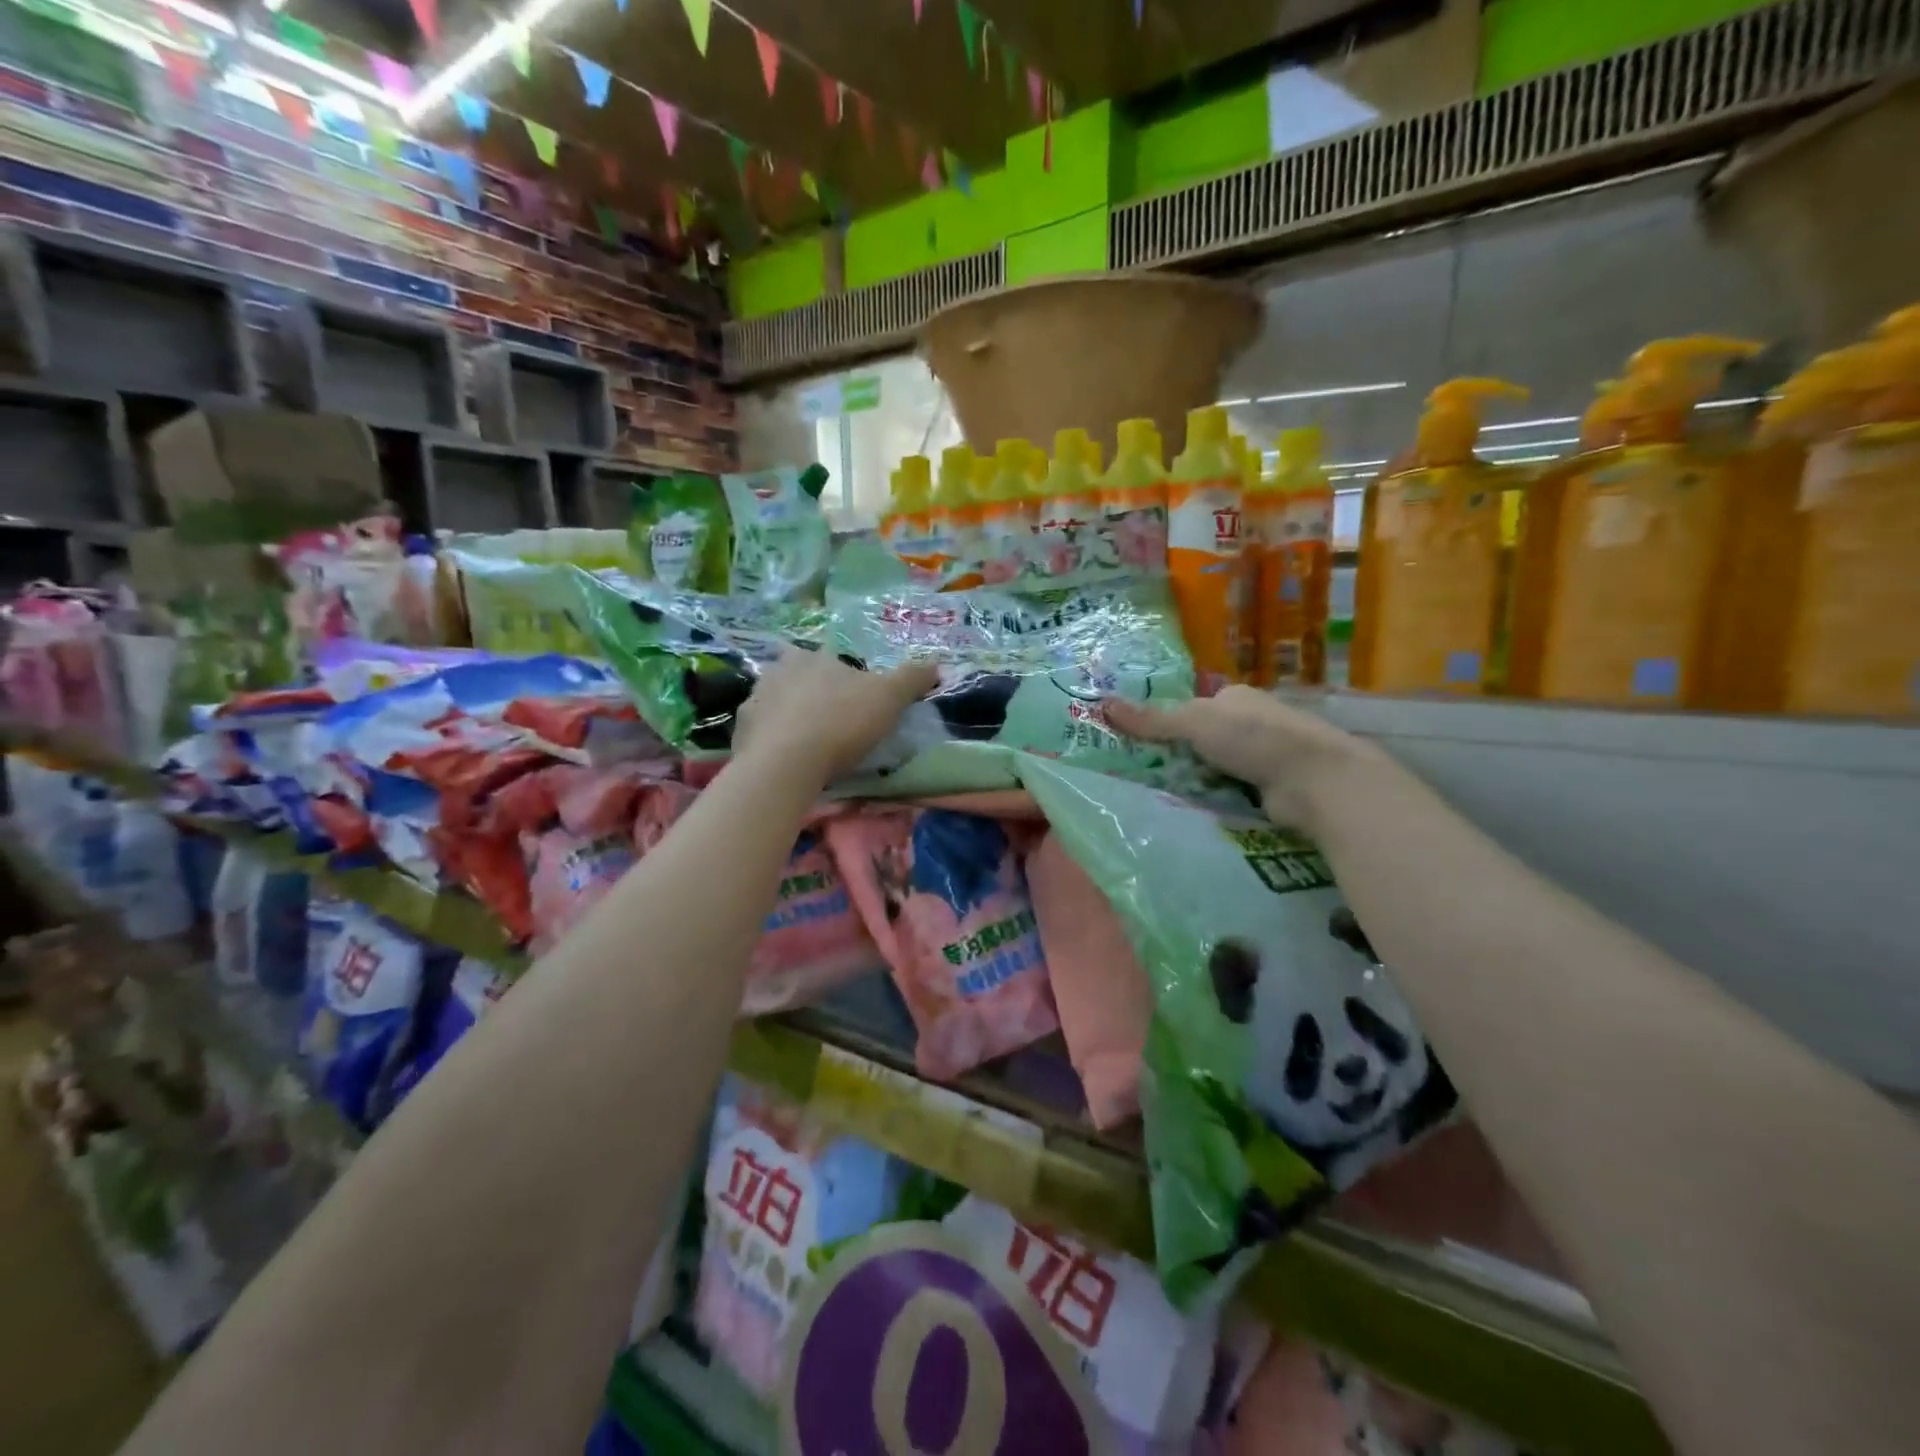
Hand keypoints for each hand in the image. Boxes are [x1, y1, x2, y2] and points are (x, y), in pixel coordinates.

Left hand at [734, 648, 941, 783]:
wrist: (785, 764)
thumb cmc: (840, 722)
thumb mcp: (889, 698)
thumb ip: (912, 678)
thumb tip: (935, 663)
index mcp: (812, 657)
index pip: (830, 659)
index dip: (844, 678)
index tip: (856, 701)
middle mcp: (776, 671)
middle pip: (798, 677)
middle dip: (812, 694)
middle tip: (832, 721)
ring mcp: (753, 701)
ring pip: (776, 704)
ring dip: (790, 717)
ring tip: (809, 744)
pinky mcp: (739, 733)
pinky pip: (761, 733)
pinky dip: (773, 742)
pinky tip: (787, 760)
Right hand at [1103, 685, 1387, 828]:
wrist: (1315, 780)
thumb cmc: (1253, 738)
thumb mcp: (1193, 723)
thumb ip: (1151, 720)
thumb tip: (1102, 704)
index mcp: (1236, 697)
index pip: (1192, 707)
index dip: (1167, 725)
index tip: (1140, 745)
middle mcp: (1252, 722)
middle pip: (1203, 739)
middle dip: (1179, 756)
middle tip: (1143, 775)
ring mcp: (1265, 756)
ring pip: (1217, 768)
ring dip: (1197, 781)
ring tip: (1161, 797)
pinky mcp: (1272, 788)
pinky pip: (1233, 791)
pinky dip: (1217, 799)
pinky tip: (1195, 810)